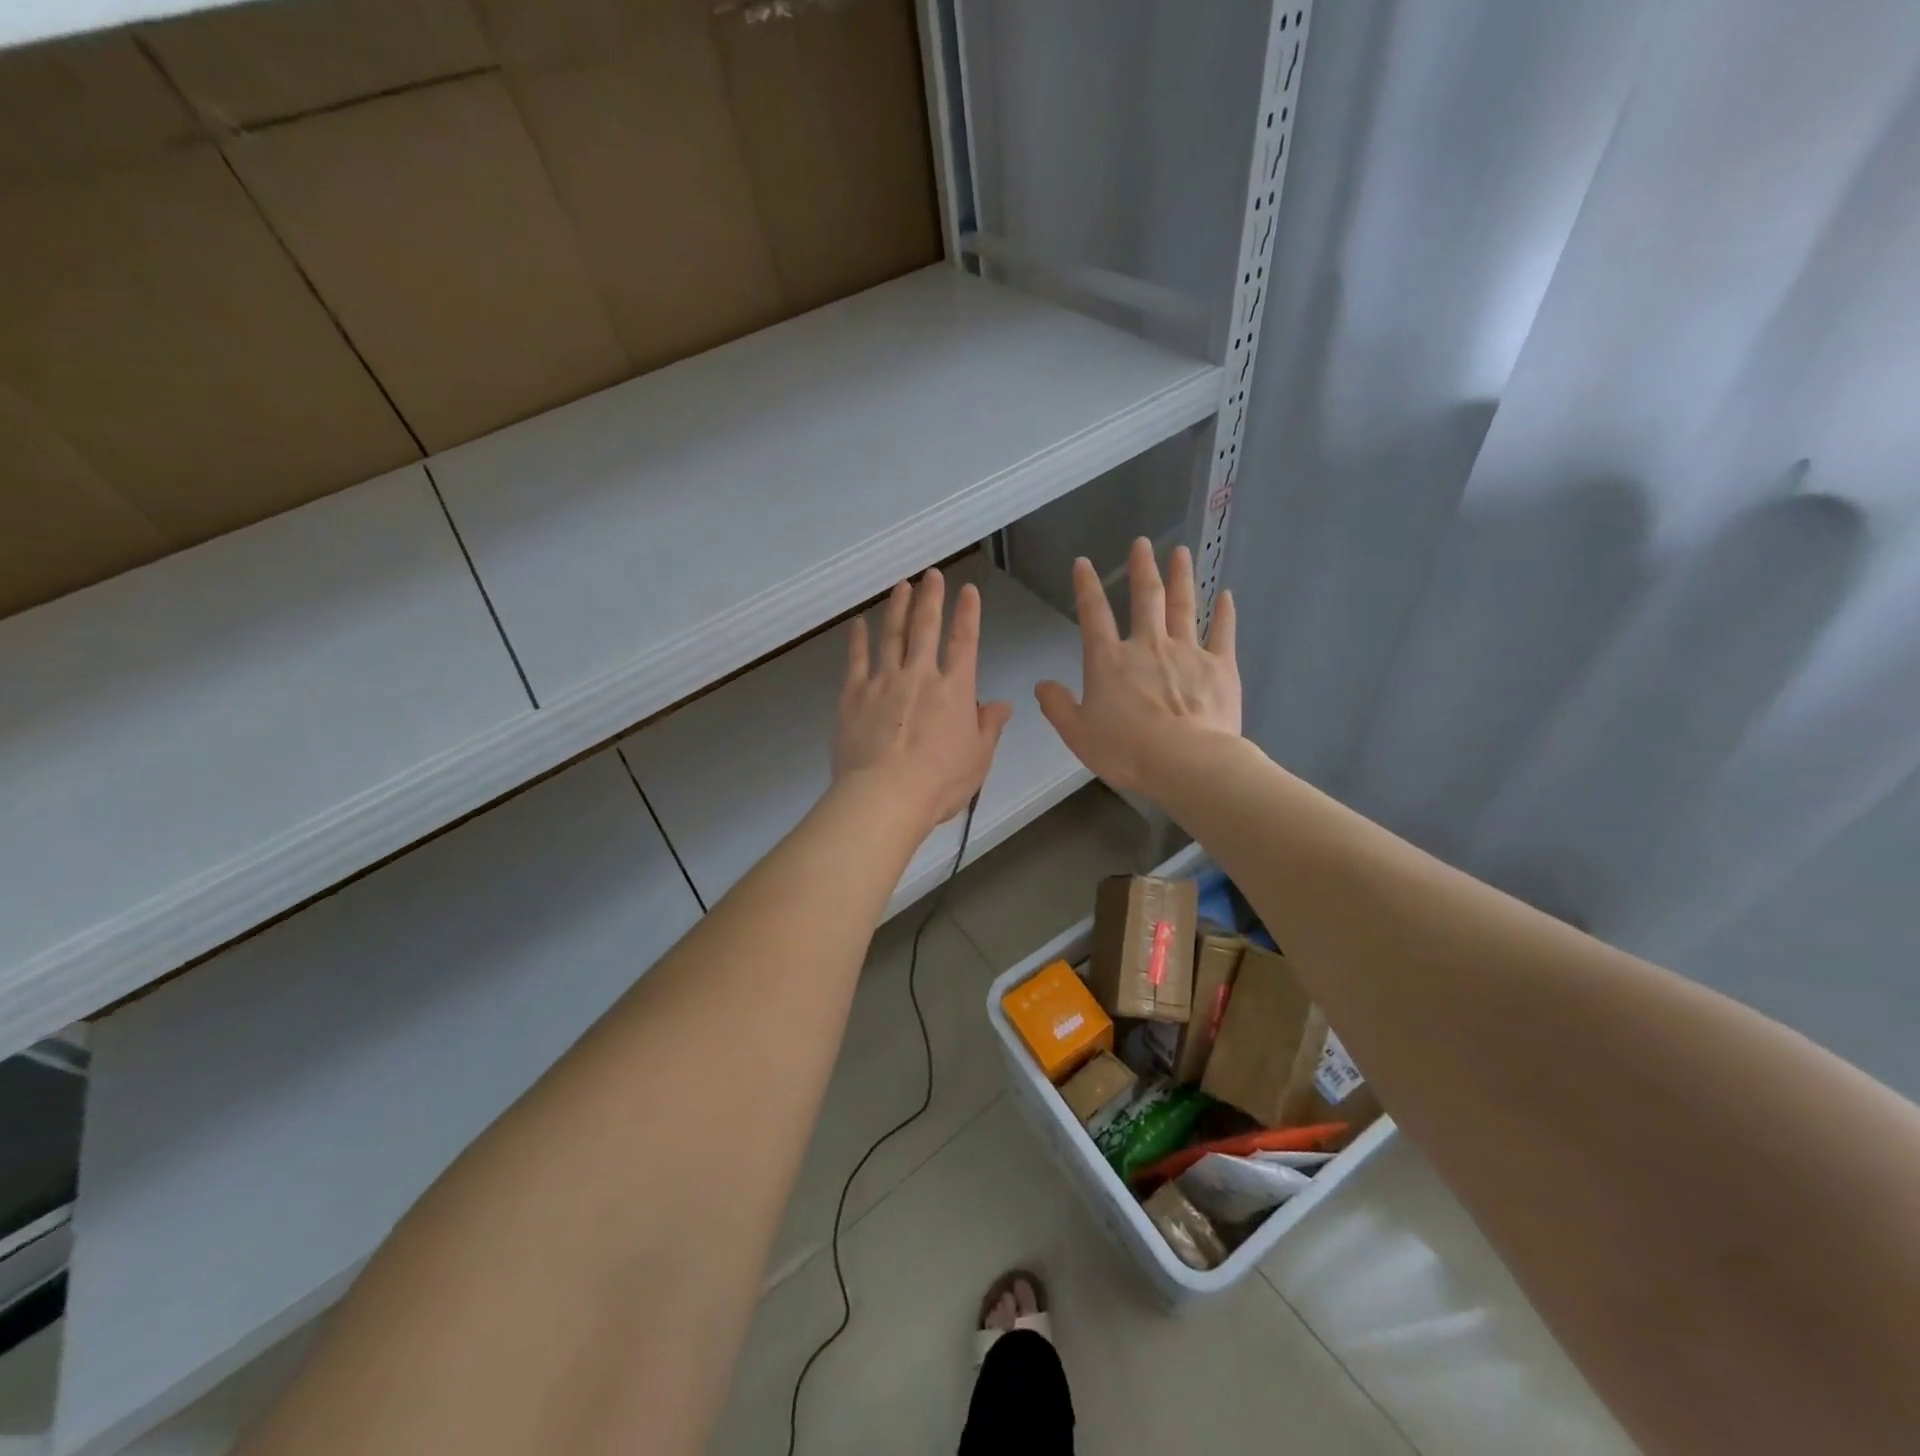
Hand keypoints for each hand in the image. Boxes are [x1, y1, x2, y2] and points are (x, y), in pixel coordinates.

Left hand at [834, 568, 1014, 828]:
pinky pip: (856, 659)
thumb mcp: (978, 759)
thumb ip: (989, 727)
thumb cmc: (940, 783)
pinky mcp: (854, 694)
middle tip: (931, 574)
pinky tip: (858, 623)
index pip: (965, 642)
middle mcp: (920, 675)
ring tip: (900, 586)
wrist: (885, 796)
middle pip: (926, 628)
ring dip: (897, 608)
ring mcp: (883, 681)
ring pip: (891, 635)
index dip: (968, 614)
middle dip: (930, 598)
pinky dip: (858, 639)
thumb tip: (1002, 704)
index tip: (968, 590)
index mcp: (954, 690)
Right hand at [1036, 538, 1239, 795]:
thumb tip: (1042, 686)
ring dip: (1181, 577)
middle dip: (1142, 568)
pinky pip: (1222, 632)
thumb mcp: (1077, 734)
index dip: (1086, 587)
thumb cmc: (1126, 750)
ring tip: (1181, 552)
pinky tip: (1227, 595)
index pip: (1093, 615)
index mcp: (1109, 661)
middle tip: (1142, 543)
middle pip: (1145, 598)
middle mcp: (1147, 646)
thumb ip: (1057, 707)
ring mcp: (1187, 652)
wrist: (1185, 761)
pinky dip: (1225, 613)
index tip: (1083, 563)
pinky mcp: (1219, 666)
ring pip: (1183, 605)